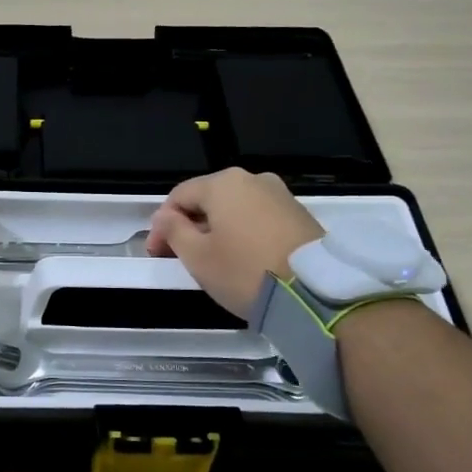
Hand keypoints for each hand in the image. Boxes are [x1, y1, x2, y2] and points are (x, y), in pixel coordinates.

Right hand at [147, 168, 324, 317]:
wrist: (315, 292)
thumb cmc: (244, 270)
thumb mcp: (197, 257)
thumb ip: (174, 231)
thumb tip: (165, 217)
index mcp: (223, 183)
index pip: (179, 196)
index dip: (161, 224)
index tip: (156, 253)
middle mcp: (253, 179)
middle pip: (209, 199)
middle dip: (190, 225)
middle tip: (180, 256)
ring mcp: (281, 195)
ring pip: (235, 208)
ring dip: (217, 229)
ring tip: (212, 260)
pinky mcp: (300, 215)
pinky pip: (259, 218)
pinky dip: (243, 233)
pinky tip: (242, 258)